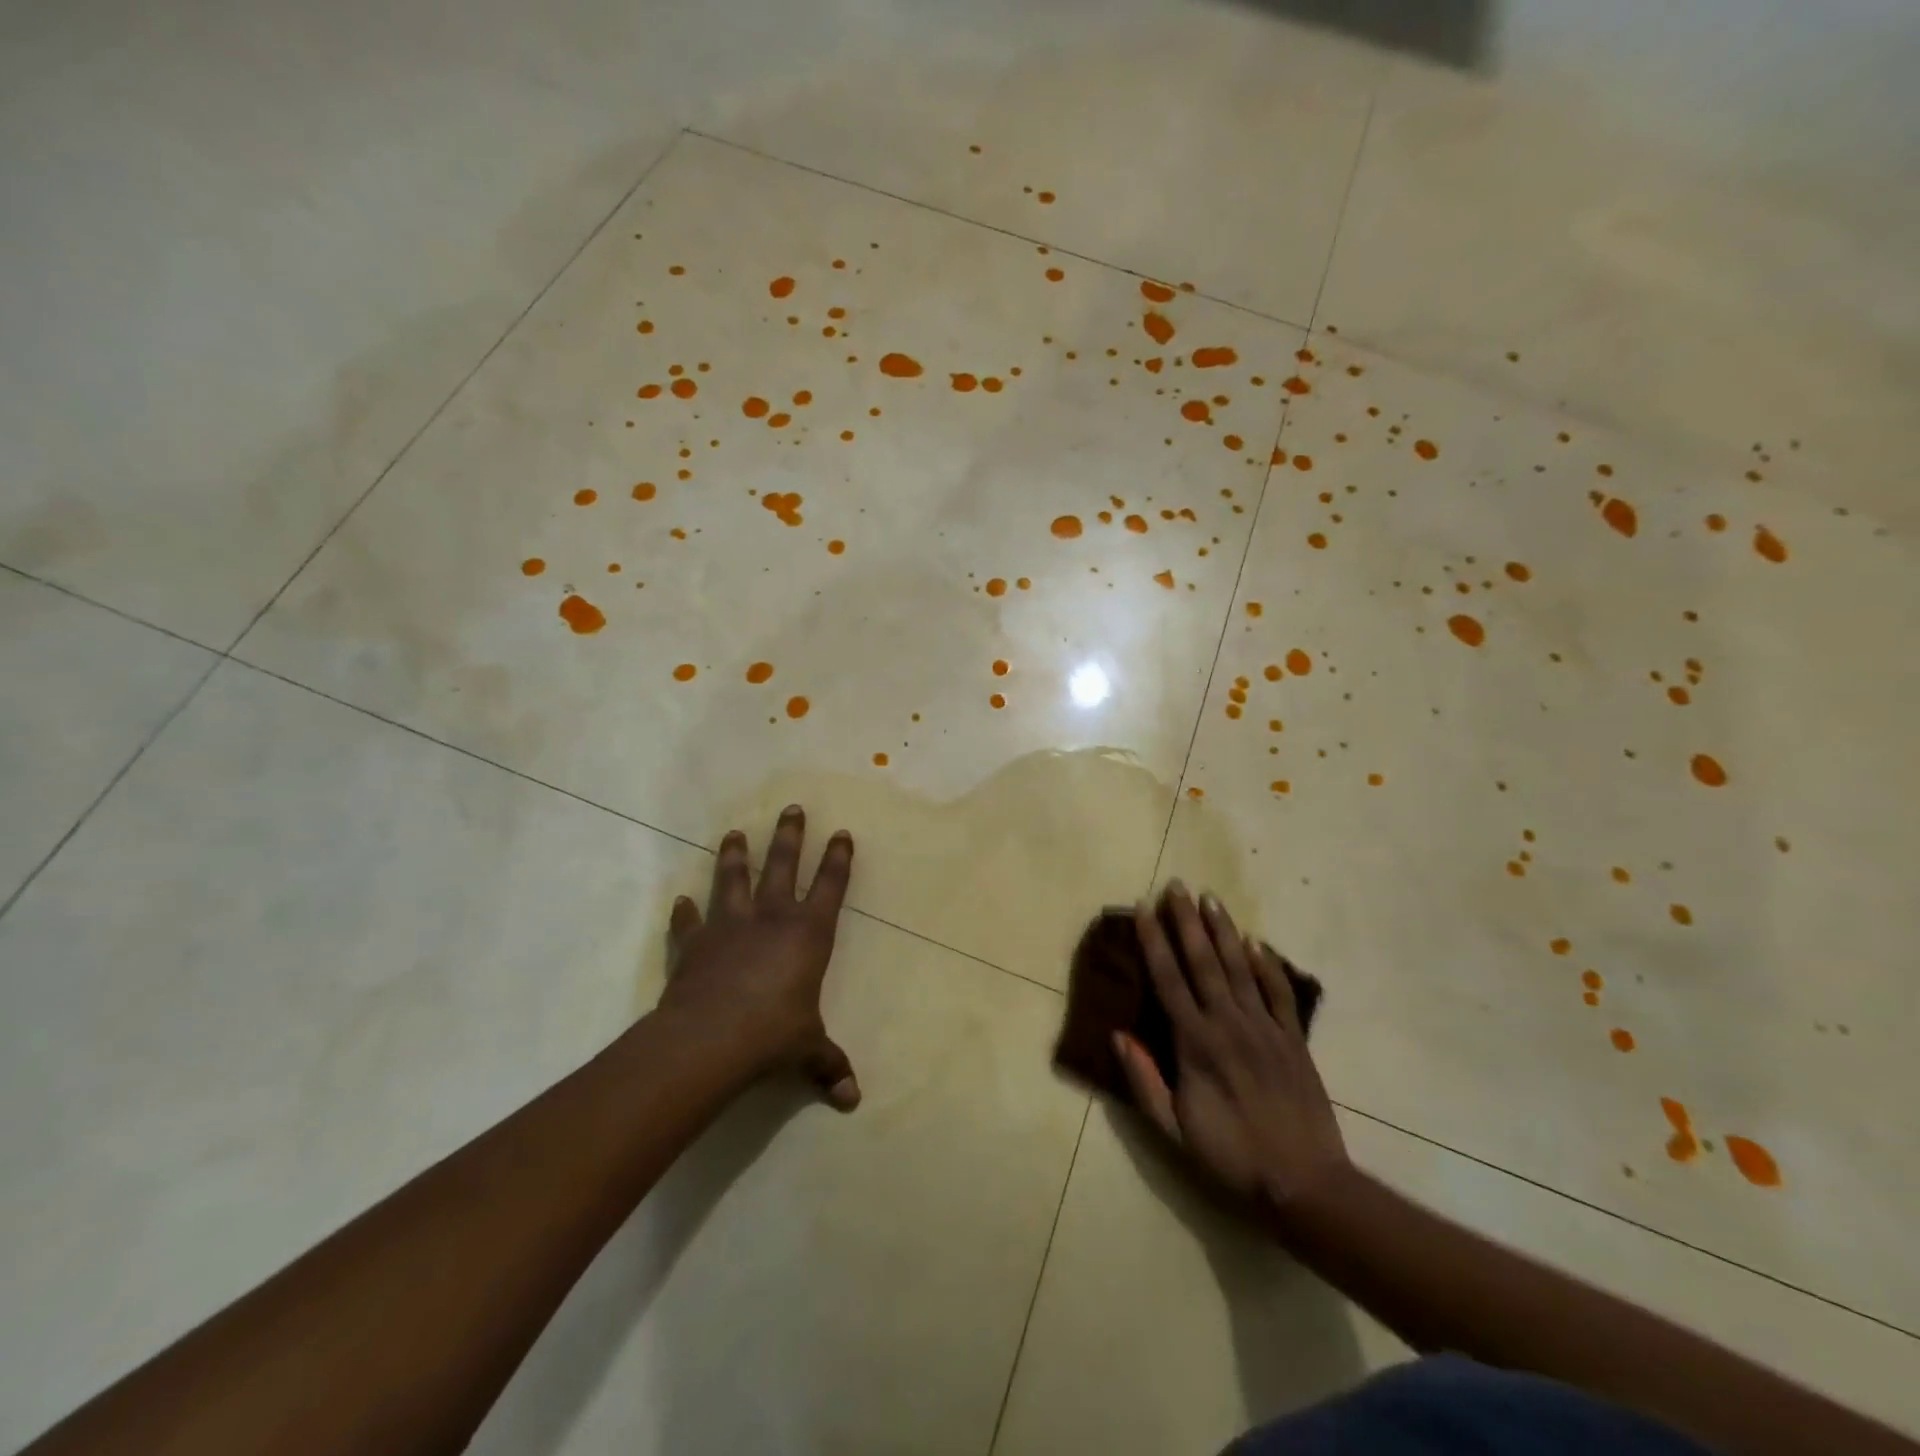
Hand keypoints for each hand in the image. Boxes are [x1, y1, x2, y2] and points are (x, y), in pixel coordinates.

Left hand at [656, 805, 860, 1110]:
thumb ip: (828, 1066)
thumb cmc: (772, 1035)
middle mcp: (771, 918)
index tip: (842, 833)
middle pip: (782, 865)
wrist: (709, 1040)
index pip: (830, 886)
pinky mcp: (695, 944)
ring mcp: (729, 926)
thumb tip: (852, 1100)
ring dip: (733, 856)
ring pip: (733, 879)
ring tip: (733, 833)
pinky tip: (681, 901)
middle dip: (790, 836)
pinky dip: (685, 913)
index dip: (838, 859)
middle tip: (791, 808)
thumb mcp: (807, 1050)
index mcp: (807, 934)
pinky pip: (689, 923)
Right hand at [1115, 883, 1349, 1212]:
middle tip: (1176, 886)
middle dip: (1187, 921)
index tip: (1145, 909)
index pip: (1169, 980)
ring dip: (1223, 930)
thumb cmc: (1230, 1155)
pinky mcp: (1292, 1037)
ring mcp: (1264, 1027)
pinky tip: (1255, 941)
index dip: (1155, 942)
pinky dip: (1266, 963)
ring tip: (1210, 898)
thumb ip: (1143, 1080)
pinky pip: (1278, 991)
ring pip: (1239, 966)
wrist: (1304, 1182)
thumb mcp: (1173, 1129)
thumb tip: (1117, 1034)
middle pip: (1203, 961)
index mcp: (1195, 1043)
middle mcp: (1228, 1023)